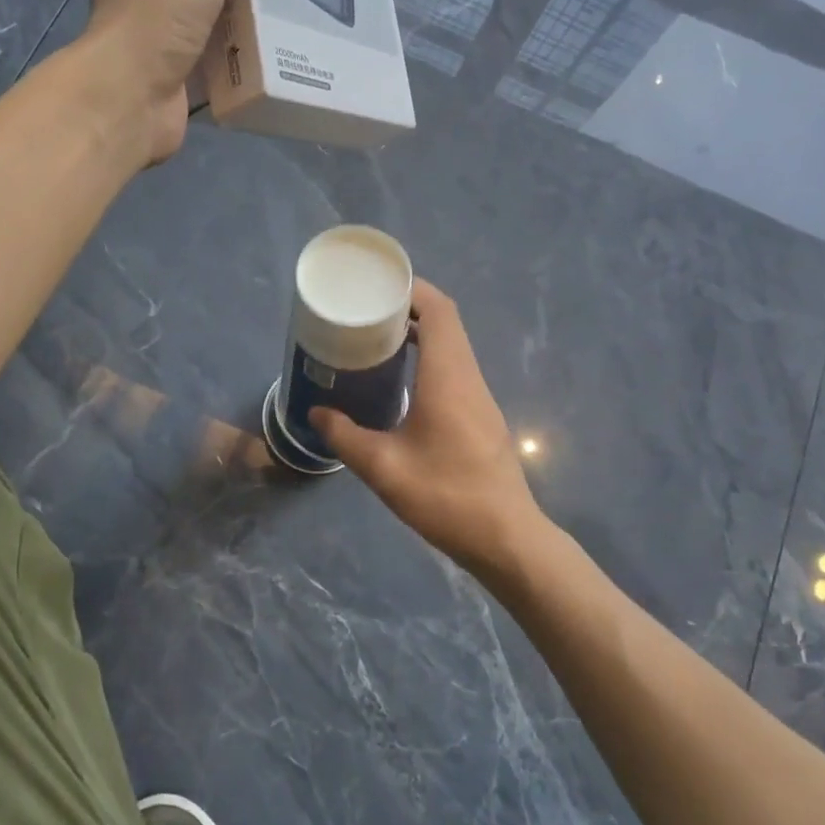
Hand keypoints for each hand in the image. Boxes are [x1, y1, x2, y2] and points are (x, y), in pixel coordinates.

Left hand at [75, 0, 307, 164]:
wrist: (131, 98)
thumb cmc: (156, 15)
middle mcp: (144, 0)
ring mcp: (161, 46)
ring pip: (216, 28)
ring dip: (249, 26)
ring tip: (294, 18)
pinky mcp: (180, 84)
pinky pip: (221, 68)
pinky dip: (245, 65)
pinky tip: (277, 60)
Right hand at [310, 281, 544, 577]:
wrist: (507, 538)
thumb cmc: (446, 496)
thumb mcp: (384, 469)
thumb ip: (345, 437)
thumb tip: (317, 413)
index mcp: (448, 376)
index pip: (439, 310)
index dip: (411, 289)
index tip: (376, 287)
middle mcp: (468, 377)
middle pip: (445, 322)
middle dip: (408, 309)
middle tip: (365, 314)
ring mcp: (480, 397)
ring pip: (452, 346)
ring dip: (419, 334)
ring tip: (376, 342)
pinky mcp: (482, 417)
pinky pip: (455, 369)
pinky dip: (428, 359)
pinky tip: (401, 384)